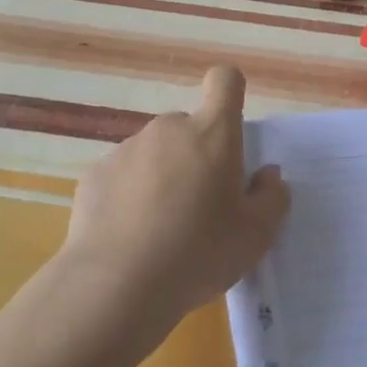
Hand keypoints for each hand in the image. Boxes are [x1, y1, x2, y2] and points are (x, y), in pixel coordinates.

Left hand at [61, 66, 289, 349]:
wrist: (116, 285)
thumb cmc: (198, 253)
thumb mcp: (255, 236)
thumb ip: (271, 198)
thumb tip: (267, 175)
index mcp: (212, 134)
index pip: (224, 81)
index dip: (230, 93)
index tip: (231, 129)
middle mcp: (167, 129)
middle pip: (189, 127)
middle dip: (198, 155)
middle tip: (201, 205)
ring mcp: (126, 149)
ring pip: (155, 152)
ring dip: (163, 176)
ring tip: (162, 229)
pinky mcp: (95, 174)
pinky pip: (123, 175)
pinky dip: (130, 195)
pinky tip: (130, 236)